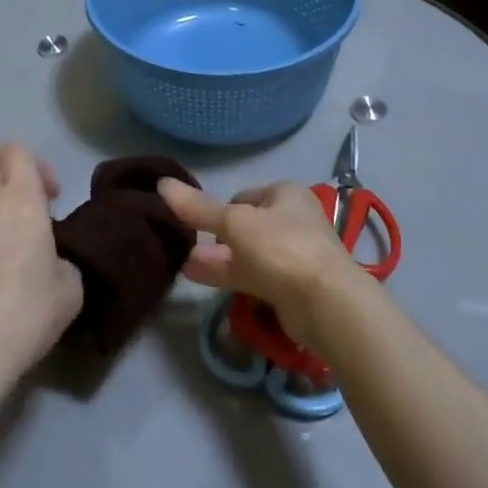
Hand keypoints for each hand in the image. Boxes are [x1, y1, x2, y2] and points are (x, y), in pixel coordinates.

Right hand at [157, 178, 370, 352]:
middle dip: (217, 237)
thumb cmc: (281, 248)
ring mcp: (294, 256)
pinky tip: (202, 280)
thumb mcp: (234, 223)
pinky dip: (230, 277)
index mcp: (286, 194)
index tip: (198, 224)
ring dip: (219, 259)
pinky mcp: (291, 287)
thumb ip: (198, 208)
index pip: (243, 195)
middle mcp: (293, 220)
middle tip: (186, 247)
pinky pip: (254, 277)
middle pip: (246, 226)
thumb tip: (161, 184)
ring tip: (184, 265)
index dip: (220, 208)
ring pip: (248, 254)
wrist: (326, 303)